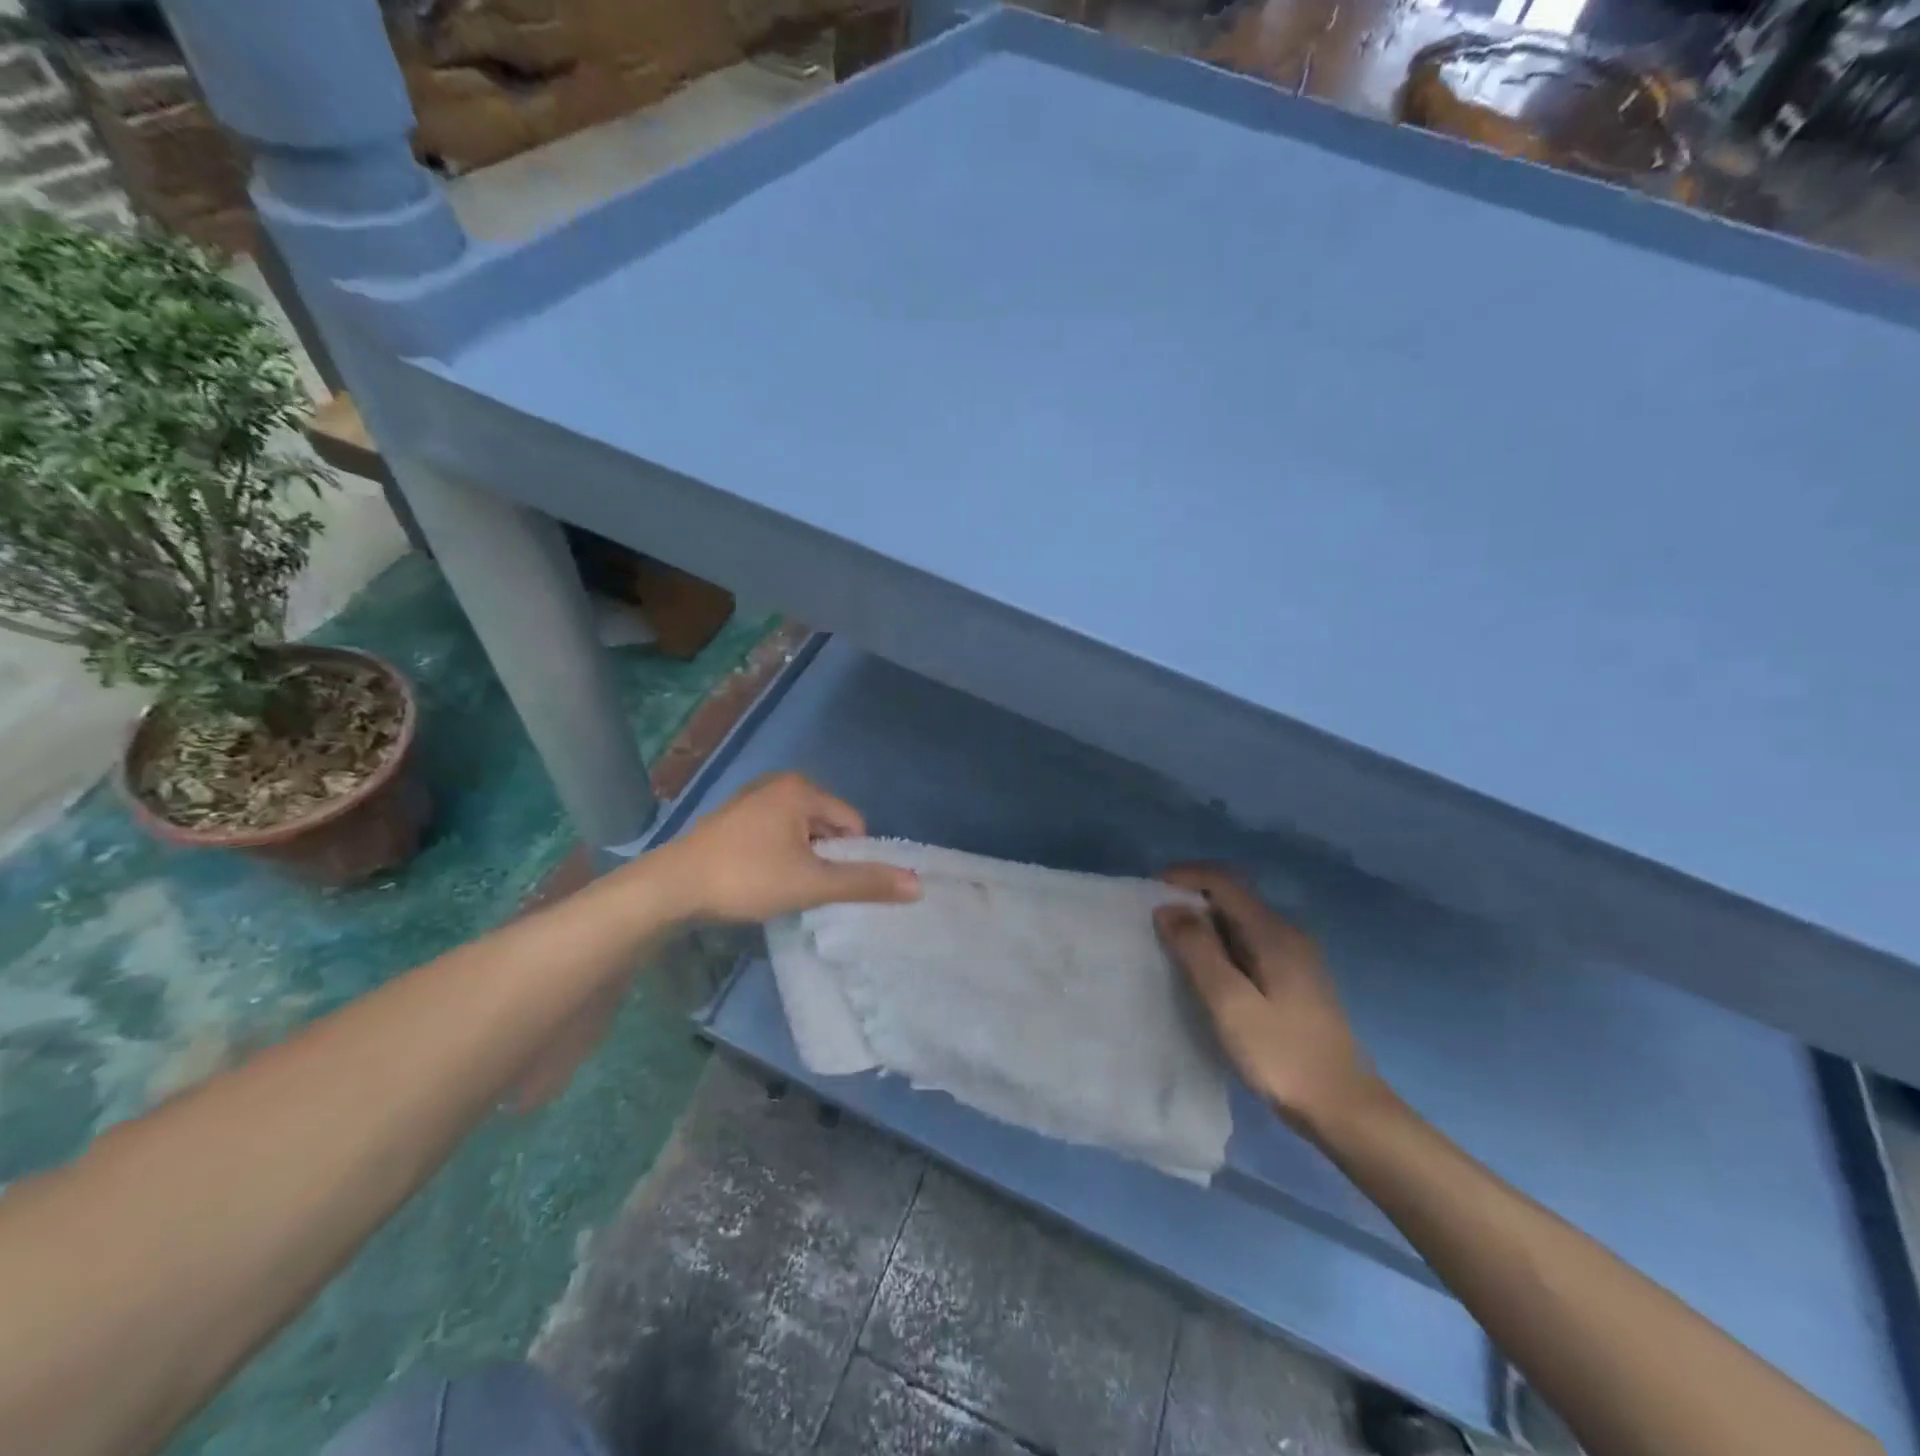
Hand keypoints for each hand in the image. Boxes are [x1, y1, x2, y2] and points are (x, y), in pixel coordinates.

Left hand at [651, 772, 919, 922]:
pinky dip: (777, 854)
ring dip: (801, 858)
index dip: (850, 858)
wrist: (671, 888)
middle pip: (827, 824)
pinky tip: (759, 878)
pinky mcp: (732, 817)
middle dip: (824, 857)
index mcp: (802, 789)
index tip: (827, 885)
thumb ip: (865, 882)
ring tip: (780, 886)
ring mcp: (751, 799)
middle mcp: (778, 784)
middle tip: (804, 888)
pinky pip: (774, 833)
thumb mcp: (812, 883)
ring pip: (800, 831)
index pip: (853, 822)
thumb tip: (918, 885)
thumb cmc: (747, 878)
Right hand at [1154, 865, 1375, 1135]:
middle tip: (1151, 922)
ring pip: (1239, 923)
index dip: (1184, 877)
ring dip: (1203, 925)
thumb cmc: (1282, 1055)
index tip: (1148, 892)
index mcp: (1274, 932)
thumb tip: (1168, 908)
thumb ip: (1198, 951)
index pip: (1223, 882)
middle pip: (1232, 898)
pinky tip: (1204, 973)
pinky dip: (1219, 946)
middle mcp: (1287, 934)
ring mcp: (1294, 958)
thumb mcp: (1231, 1003)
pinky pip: (1248, 945)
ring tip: (1169, 946)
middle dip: (1190, 900)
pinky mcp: (1293, 980)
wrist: (1344, 1109)